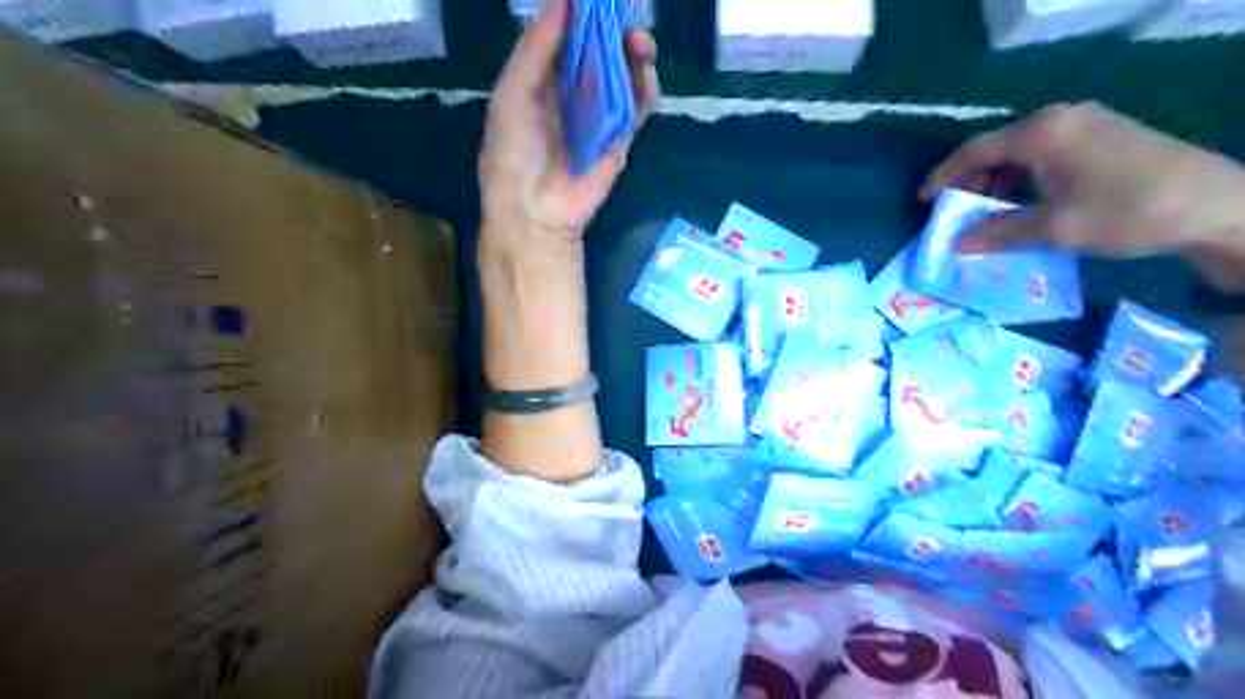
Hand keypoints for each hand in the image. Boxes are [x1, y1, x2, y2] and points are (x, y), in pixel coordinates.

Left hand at [479, 0, 658, 241]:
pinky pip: (638, 107)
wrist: (534, 211)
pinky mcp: (620, 138)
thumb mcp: (513, 94)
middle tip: (622, 12)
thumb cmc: (513, 152)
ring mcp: (599, 115)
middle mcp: (573, 93)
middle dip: (613, 29)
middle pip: (600, 51)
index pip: (566, 36)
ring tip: (639, 41)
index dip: (580, 12)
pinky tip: (645, 70)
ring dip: (634, 53)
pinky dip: (646, 87)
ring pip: (623, 75)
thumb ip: (536, 49)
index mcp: (542, 80)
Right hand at [916, 99, 1243, 286]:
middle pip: (996, 149)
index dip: (943, 176)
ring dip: (996, 185)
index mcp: (1043, 133)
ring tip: (984, 217)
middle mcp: (1059, 119)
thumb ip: (998, 233)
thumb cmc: (1127, 211)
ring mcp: (1083, 125)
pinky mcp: (1100, 137)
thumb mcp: (1055, 228)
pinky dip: (1022, 181)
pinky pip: (1043, 156)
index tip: (922, 201)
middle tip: (954, 215)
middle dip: (970, 183)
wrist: (1215, 204)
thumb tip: (956, 244)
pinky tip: (1019, 207)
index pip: (976, 151)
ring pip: (1019, 154)